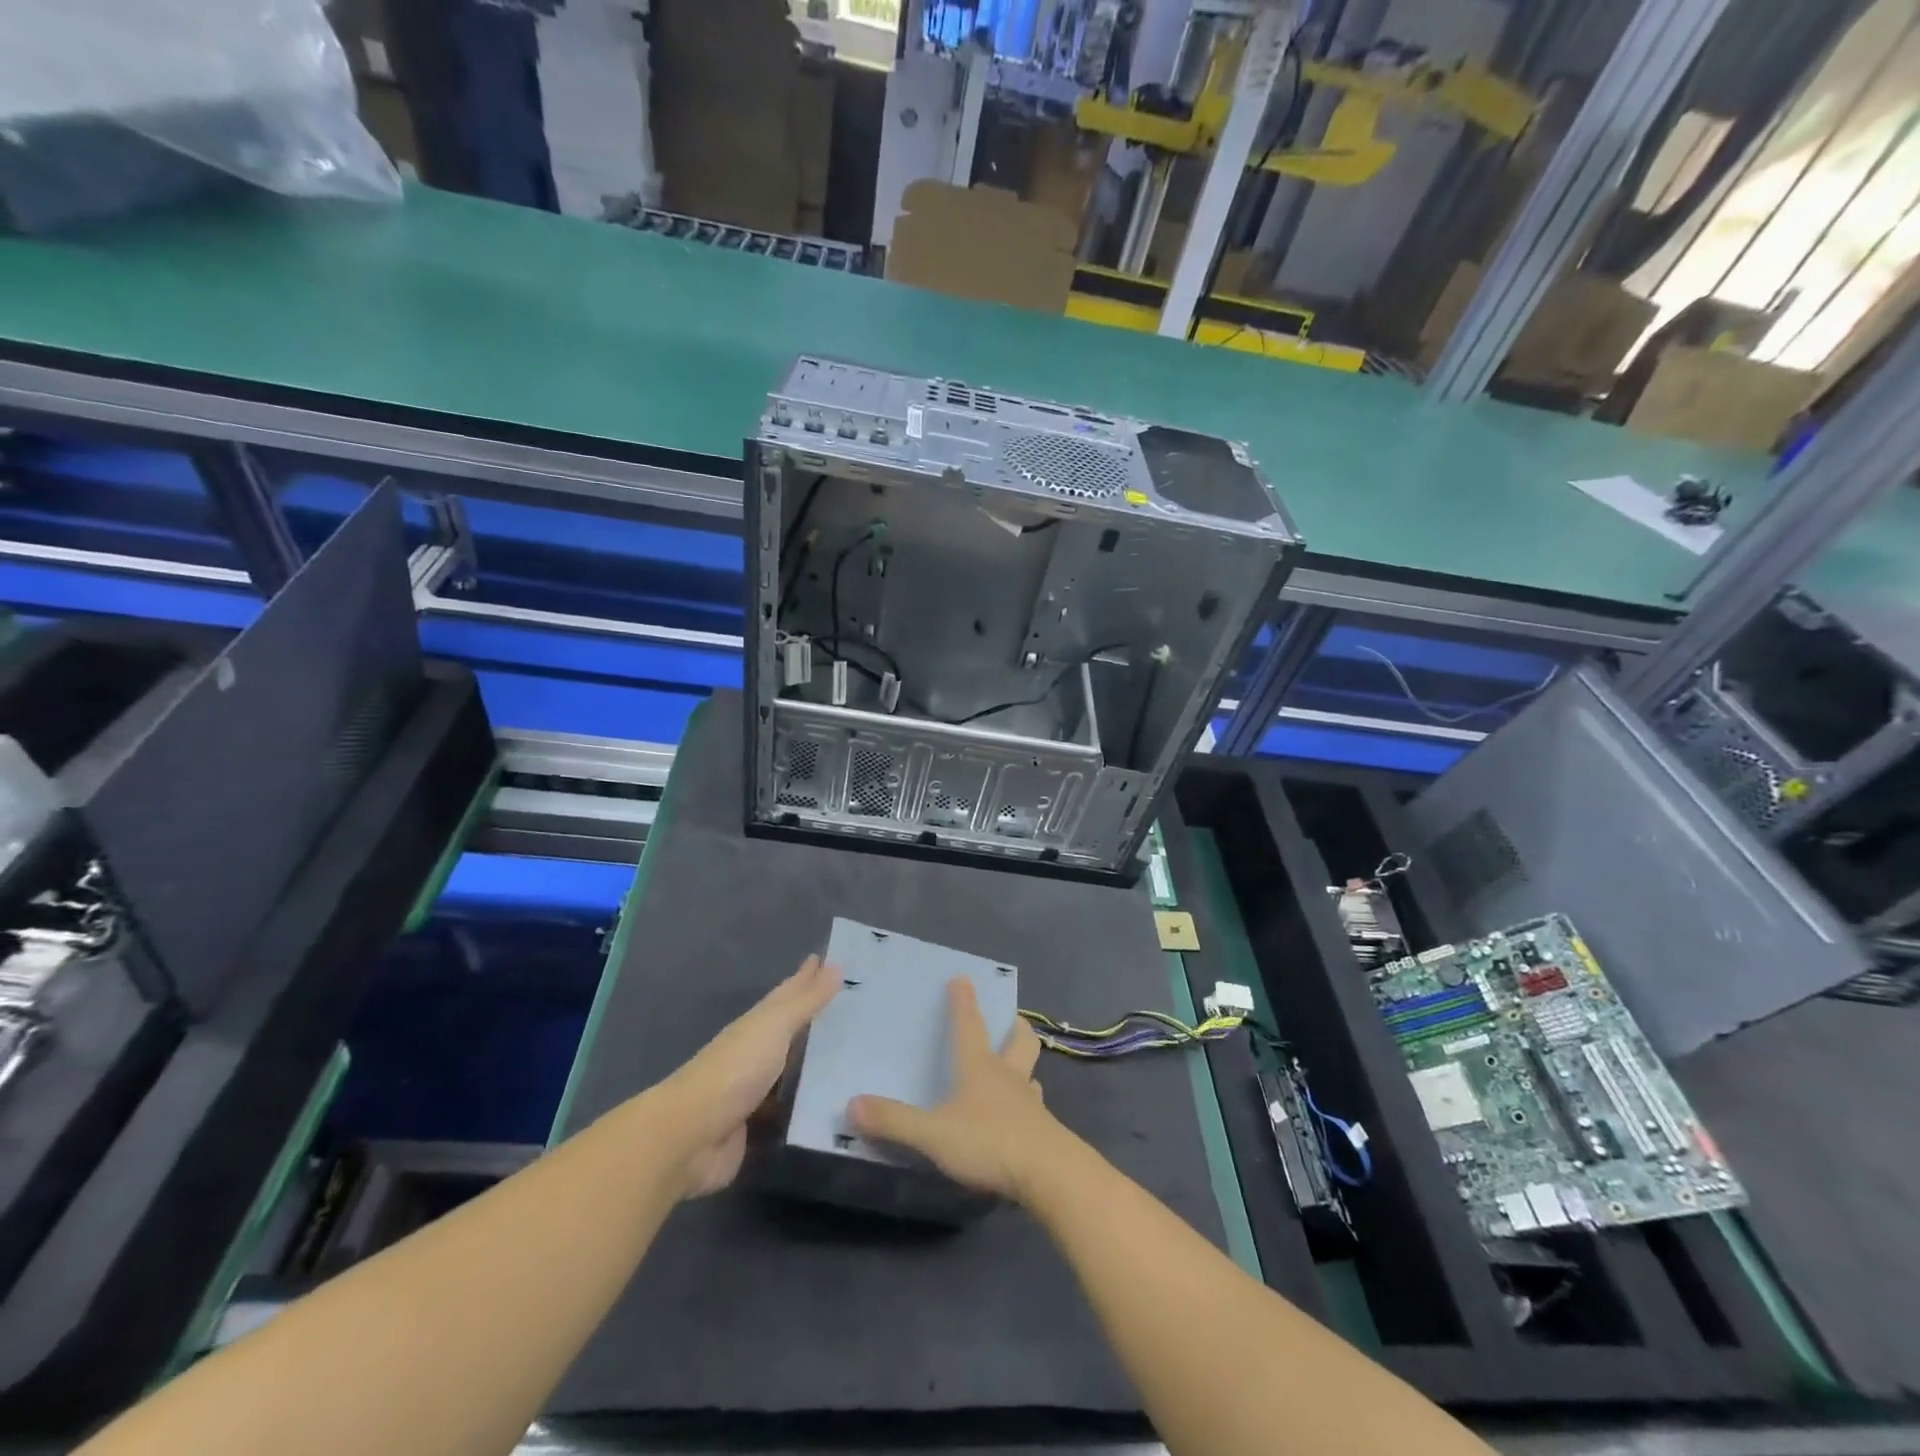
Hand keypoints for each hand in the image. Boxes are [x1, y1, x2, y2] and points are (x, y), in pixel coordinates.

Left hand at [657, 955, 839, 1197]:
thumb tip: (836, 965)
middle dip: (814, 1014)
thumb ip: (806, 1001)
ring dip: (813, 1059)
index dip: (807, 977)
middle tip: (849, 1003)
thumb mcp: (774, 1027)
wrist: (691, 1136)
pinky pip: (790, 1105)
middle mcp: (756, 1050)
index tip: (833, 960)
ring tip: (847, 1052)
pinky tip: (829, 1100)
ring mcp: (755, 1088)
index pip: (788, 993)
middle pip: (789, 1027)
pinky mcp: (757, 1124)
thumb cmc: (735, 1070)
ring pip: (791, 1066)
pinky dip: (807, 1100)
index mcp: (757, 1023)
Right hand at [849, 977, 1068, 1203]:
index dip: (963, 1001)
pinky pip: (1036, 1108)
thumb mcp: (933, 1134)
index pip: (969, 1025)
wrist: (1049, 1174)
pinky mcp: (1044, 1131)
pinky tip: (1019, 1118)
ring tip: (1014, 1071)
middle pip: (1019, 1040)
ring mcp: (1030, 1103)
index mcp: (980, 1067)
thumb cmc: (989, 1141)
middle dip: (1014, 1026)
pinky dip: (1027, 1105)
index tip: (962, 977)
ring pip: (1031, 1072)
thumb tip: (851, 1104)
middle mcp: (1008, 1076)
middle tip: (1009, 1021)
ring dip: (1024, 1066)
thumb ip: (894, 1121)